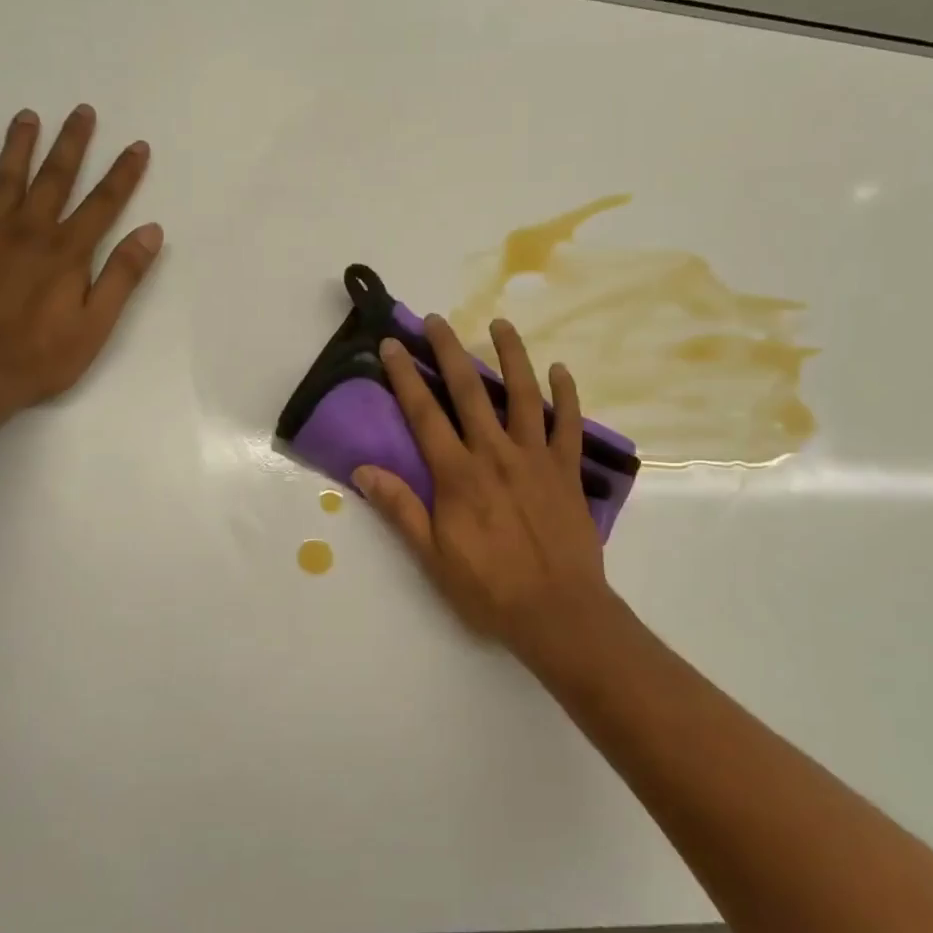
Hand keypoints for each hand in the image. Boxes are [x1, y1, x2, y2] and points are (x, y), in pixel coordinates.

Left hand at [0, 104, 162, 417]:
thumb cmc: (39, 360)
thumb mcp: (95, 326)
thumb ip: (122, 277)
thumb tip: (150, 231)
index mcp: (66, 253)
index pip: (103, 204)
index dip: (123, 174)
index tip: (137, 146)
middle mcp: (27, 233)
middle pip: (54, 179)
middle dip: (72, 144)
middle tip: (82, 111)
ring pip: (4, 180)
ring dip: (17, 147)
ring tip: (28, 116)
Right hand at [355, 314, 614, 660]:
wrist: (558, 612)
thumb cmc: (489, 588)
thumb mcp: (432, 556)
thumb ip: (401, 508)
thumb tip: (363, 470)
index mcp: (458, 475)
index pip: (424, 414)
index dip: (406, 376)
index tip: (393, 345)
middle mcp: (495, 454)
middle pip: (470, 392)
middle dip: (450, 351)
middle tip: (437, 320)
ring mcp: (536, 458)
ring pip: (524, 395)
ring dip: (511, 356)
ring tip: (500, 324)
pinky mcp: (568, 471)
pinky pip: (569, 425)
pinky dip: (566, 395)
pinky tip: (560, 370)